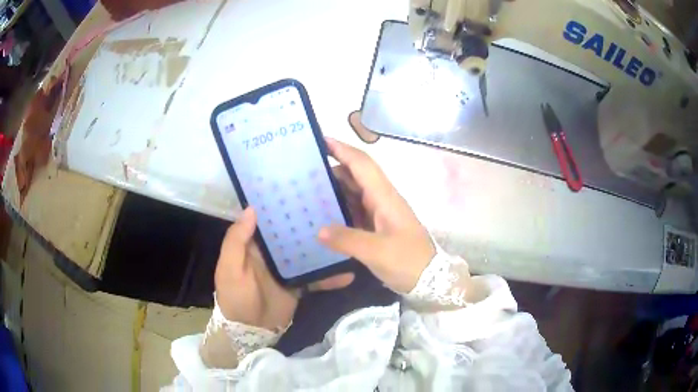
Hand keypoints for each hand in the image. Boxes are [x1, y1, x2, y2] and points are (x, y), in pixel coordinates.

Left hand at [215, 207, 353, 329]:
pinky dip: (330, 276)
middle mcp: (272, 252)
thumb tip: (252, 209)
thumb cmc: (235, 296)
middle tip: (332, 204)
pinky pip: (316, 277)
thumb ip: (236, 240)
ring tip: (347, 233)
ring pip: (307, 251)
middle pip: (291, 233)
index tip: (299, 187)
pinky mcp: (299, 284)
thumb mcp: (229, 268)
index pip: (267, 219)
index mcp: (254, 244)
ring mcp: (288, 268)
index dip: (279, 204)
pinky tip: (348, 273)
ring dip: (323, 246)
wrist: (250, 331)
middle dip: (307, 221)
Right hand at [319, 111, 435, 293]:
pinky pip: (355, 211)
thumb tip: (319, 230)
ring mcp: (380, 214)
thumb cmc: (408, 261)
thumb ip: (347, 240)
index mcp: (385, 197)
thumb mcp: (377, 252)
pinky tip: (323, 216)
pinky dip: (339, 209)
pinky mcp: (378, 228)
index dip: (342, 149)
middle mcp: (382, 200)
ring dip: (334, 190)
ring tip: (307, 191)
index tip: (320, 140)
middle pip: (355, 176)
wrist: (430, 280)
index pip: (362, 164)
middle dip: (332, 169)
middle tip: (303, 172)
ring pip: (354, 193)